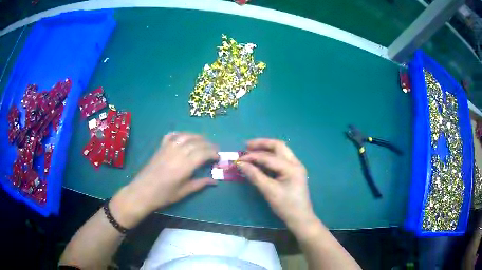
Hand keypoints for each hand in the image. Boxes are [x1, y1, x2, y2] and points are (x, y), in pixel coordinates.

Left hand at [111, 133, 218, 227]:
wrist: (142, 191)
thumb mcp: (184, 192)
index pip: (204, 153)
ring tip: (204, 141)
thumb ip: (200, 184)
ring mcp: (168, 148)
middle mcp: (178, 152)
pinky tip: (184, 137)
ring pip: (186, 136)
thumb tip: (215, 181)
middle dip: (209, 144)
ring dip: (197, 137)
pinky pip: (172, 135)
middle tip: (215, 149)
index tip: (218, 157)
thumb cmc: (164, 195)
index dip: (213, 153)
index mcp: (185, 165)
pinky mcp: (160, 147)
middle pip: (197, 142)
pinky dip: (180, 134)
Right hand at [237, 139, 316, 232]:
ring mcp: (295, 167)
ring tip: (252, 151)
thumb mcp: (269, 191)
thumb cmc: (286, 206)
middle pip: (278, 146)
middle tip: (247, 146)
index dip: (252, 157)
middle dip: (262, 144)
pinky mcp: (293, 173)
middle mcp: (295, 163)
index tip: (239, 160)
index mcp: (291, 167)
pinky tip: (261, 161)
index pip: (269, 157)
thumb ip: (255, 176)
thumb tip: (241, 164)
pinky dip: (270, 157)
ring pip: (280, 151)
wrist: (300, 218)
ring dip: (266, 149)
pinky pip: (281, 159)